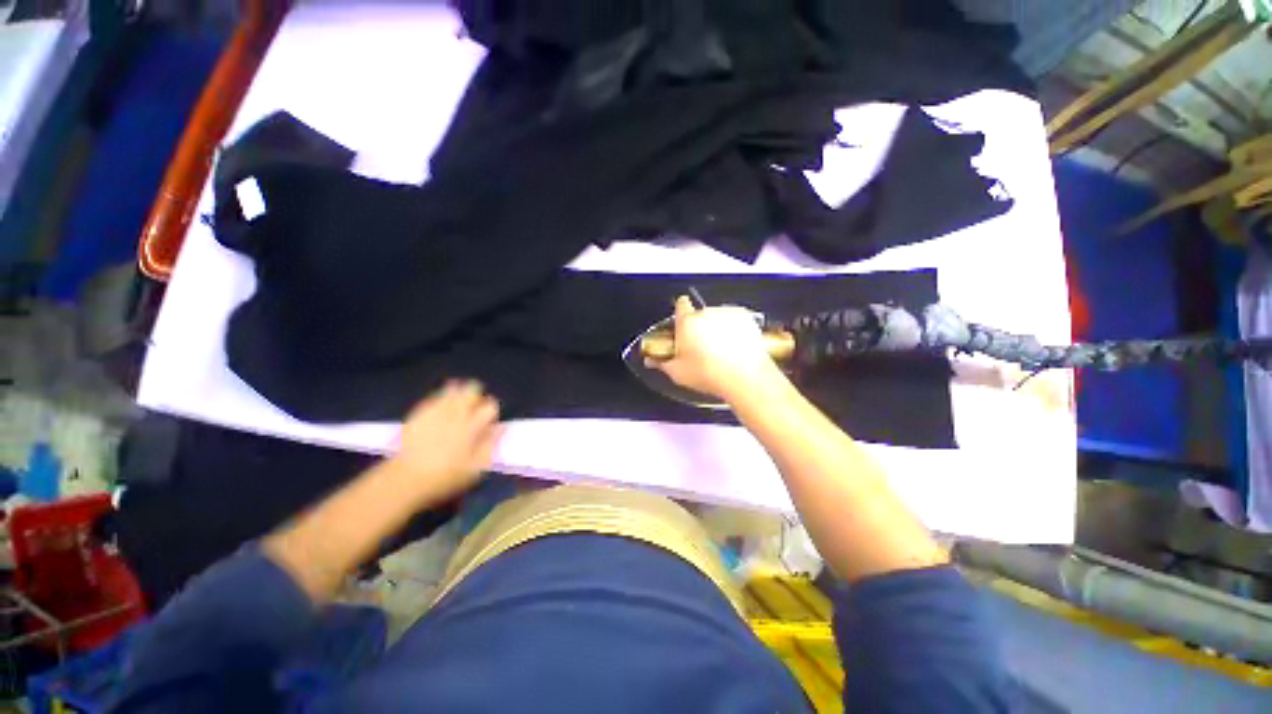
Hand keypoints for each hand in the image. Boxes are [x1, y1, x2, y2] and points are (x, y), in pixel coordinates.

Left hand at [389, 380, 501, 500]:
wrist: (404, 480)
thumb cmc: (445, 477)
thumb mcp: (476, 468)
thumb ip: (491, 444)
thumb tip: (502, 427)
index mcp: (472, 426)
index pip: (490, 406)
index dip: (492, 411)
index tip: (489, 420)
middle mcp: (456, 413)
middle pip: (472, 389)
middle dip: (477, 395)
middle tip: (474, 407)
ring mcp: (436, 411)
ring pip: (453, 388)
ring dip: (459, 393)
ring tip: (458, 405)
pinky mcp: (419, 412)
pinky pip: (435, 396)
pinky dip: (441, 398)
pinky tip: (441, 408)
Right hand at [651, 296, 779, 400]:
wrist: (745, 378)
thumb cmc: (709, 374)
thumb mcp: (678, 373)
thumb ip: (661, 362)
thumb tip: (652, 360)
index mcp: (687, 322)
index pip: (680, 304)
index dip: (681, 314)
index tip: (683, 325)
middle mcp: (706, 313)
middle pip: (699, 314)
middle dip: (699, 326)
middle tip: (700, 347)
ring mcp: (727, 313)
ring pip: (717, 316)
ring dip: (717, 327)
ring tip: (720, 349)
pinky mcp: (746, 317)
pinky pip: (735, 319)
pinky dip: (734, 328)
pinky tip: (734, 346)